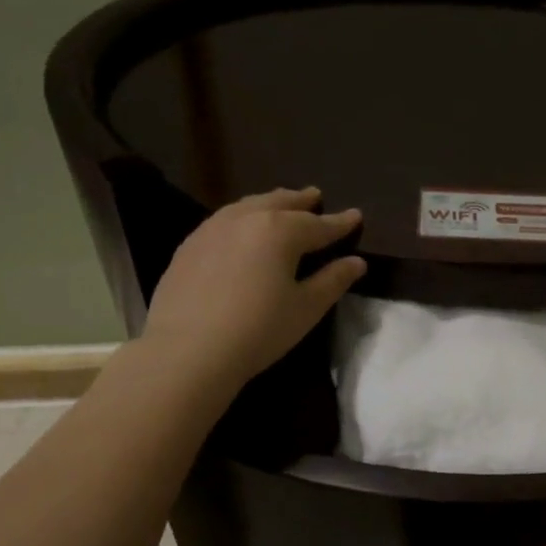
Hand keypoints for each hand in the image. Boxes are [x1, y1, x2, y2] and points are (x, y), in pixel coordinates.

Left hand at [140, 187, 364, 386]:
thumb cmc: (259, 329)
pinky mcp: (189, 246)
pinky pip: (224, 221)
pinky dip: (243, 217)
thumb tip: (356, 262)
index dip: (340, 222)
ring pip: (248, 206)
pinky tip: (242, 230)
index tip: (356, 215)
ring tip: (280, 204)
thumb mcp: (306, 308)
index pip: (318, 224)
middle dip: (300, 201)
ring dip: (269, 203)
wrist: (189, 350)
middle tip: (315, 195)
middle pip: (279, 203)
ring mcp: (212, 229)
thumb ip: (333, 281)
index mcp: (280, 231)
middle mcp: (246, 219)